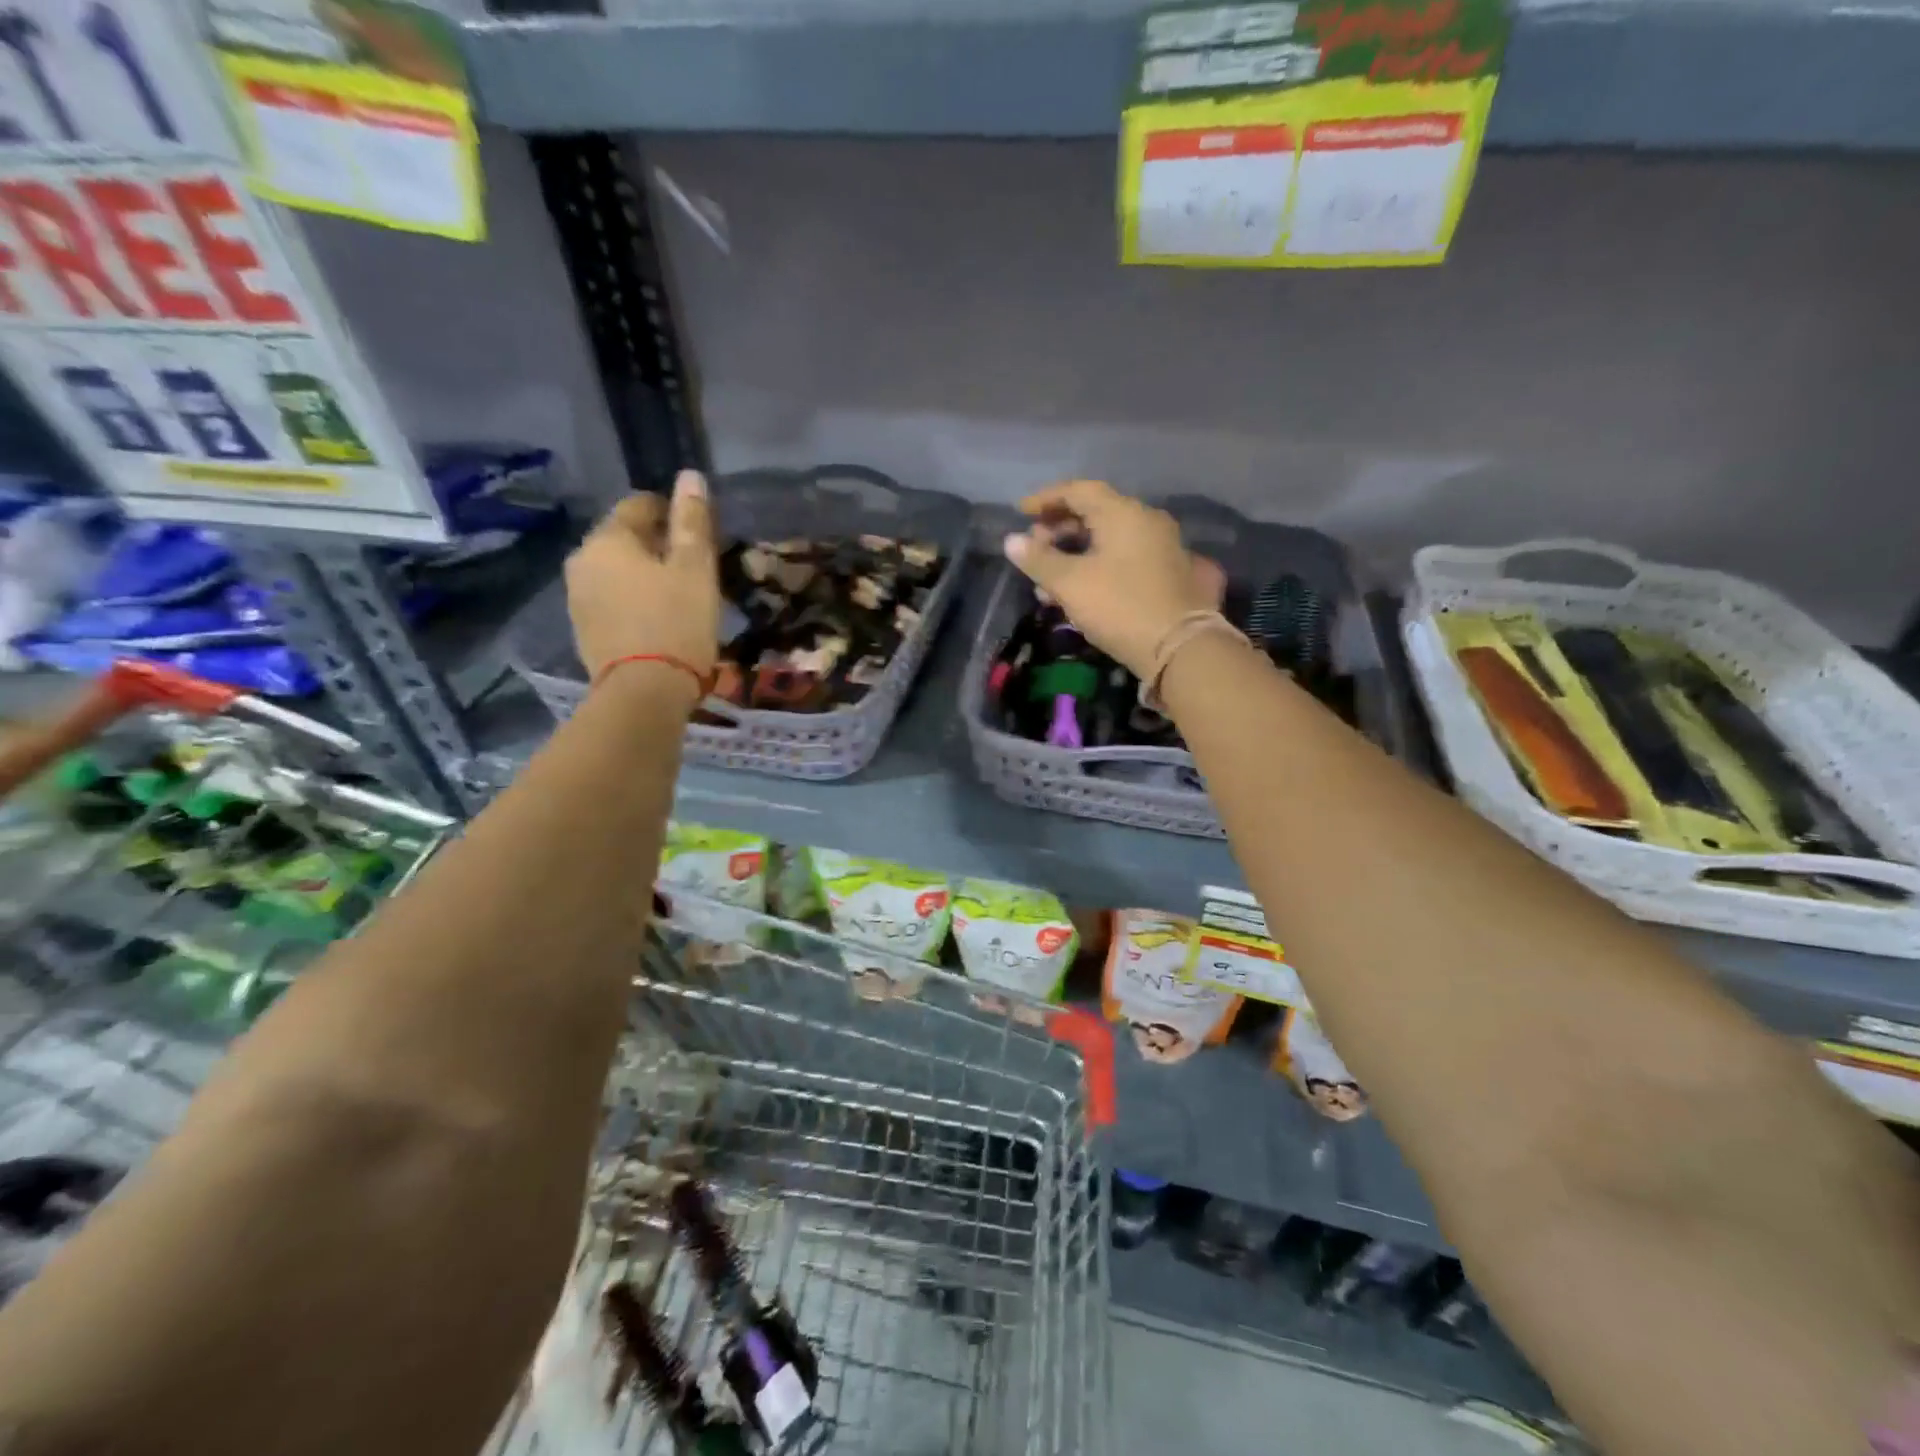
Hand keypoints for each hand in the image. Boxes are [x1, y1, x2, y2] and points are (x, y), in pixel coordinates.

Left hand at [566, 470, 719, 687]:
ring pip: (616, 571)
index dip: (671, 512)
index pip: (639, 505)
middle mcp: (582, 561)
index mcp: (607, 539)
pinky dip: (632, 601)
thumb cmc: (677, 622)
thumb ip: (692, 521)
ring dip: (643, 575)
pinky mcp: (583, 630)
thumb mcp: (695, 568)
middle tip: (692, 567)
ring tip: (678, 595)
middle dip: (656, 546)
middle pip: (624, 539)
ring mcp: (577, 598)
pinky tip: (658, 619)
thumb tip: (689, 476)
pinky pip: (611, 600)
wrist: (644, 693)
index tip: (698, 533)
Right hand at [1003, 481, 1218, 678]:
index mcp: (1123, 513)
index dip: (1046, 499)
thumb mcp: (1070, 584)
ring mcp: (1162, 546)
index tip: (1020, 512)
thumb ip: (1038, 560)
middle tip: (1034, 549)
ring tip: (1049, 579)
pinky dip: (1098, 564)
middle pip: (1096, 512)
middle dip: (1059, 528)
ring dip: (1075, 552)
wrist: (1180, 647)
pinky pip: (1124, 557)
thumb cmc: (1119, 606)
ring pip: (1109, 538)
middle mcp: (1146, 521)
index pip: (1079, 490)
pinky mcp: (1168, 573)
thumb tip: (1011, 541)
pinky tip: (1080, 590)